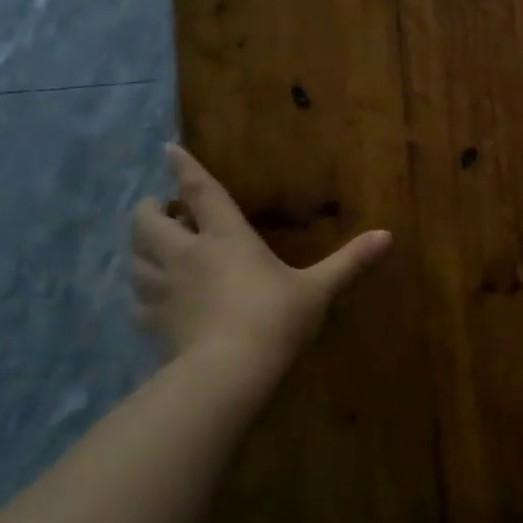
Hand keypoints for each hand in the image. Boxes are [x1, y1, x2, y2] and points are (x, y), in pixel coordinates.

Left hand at [130, 145, 391, 380]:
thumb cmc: (275, 319)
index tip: (166, 149)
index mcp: (226, 238)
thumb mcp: (319, 289)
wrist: (227, 373)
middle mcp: (187, 255)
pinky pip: (137, 298)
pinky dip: (142, 289)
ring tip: (155, 247)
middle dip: (150, 210)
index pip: (201, 192)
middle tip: (163, 209)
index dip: (184, 168)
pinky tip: (153, 296)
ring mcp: (164, 289)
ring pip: (135, 257)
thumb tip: (387, 235)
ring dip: (141, 247)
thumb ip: (350, 261)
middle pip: (149, 223)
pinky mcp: (152, 322)